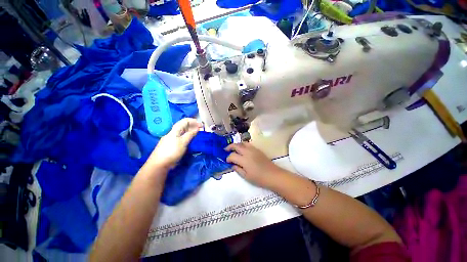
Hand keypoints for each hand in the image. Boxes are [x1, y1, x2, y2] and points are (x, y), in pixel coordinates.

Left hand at [149, 118, 201, 168]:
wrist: (160, 164)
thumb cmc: (172, 151)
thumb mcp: (183, 142)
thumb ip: (190, 134)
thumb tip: (197, 128)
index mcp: (175, 130)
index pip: (185, 121)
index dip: (194, 121)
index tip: (202, 125)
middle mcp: (174, 132)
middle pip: (185, 126)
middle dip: (194, 126)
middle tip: (202, 130)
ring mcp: (173, 139)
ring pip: (184, 132)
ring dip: (192, 132)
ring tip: (198, 135)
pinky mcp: (174, 145)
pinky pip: (183, 138)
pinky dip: (189, 138)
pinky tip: (192, 141)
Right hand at [225, 142, 282, 188]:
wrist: (273, 175)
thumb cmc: (259, 178)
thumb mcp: (246, 176)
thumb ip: (238, 169)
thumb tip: (232, 165)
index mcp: (244, 160)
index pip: (232, 155)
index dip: (228, 158)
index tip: (227, 161)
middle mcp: (247, 152)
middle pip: (236, 145)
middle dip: (229, 147)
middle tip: (226, 150)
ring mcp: (253, 149)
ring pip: (242, 143)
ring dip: (236, 144)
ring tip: (233, 148)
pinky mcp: (257, 149)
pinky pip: (248, 144)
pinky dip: (243, 145)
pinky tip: (242, 149)